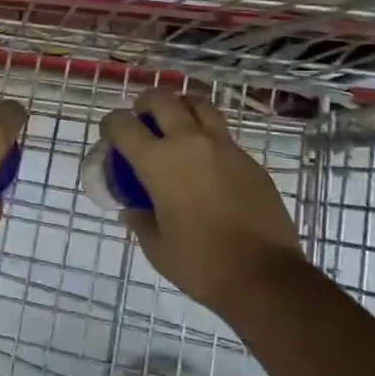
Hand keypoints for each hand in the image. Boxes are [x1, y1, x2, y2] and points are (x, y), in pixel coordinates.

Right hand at [103, 90, 308, 314]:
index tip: (109, 134)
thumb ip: (140, 222)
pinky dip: (208, 135)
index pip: (124, 125)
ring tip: (177, 124)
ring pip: (198, 104)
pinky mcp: (249, 159)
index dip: (111, 124)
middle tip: (143, 119)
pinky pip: (223, 133)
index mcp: (159, 162)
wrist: (265, 276)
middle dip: (145, 103)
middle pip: (162, 99)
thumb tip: (132, 210)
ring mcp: (223, 147)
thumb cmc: (202, 264)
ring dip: (181, 107)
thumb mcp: (158, 249)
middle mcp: (189, 142)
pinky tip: (207, 161)